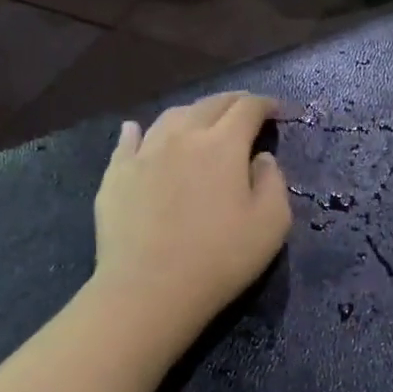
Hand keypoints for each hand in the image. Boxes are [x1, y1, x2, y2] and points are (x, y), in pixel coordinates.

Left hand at [92, 92, 293, 340]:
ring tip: (200, 121)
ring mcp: (144, 152)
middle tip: (245, 108)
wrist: (148, 289)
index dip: (265, 104)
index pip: (247, 109)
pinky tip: (136, 130)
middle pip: (209, 105)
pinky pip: (128, 141)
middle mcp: (182, 136)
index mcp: (223, 145)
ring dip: (192, 113)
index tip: (276, 110)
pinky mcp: (116, 174)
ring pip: (170, 117)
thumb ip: (274, 182)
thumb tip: (261, 158)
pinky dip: (139, 131)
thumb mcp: (271, 225)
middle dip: (232, 102)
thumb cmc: (219, 259)